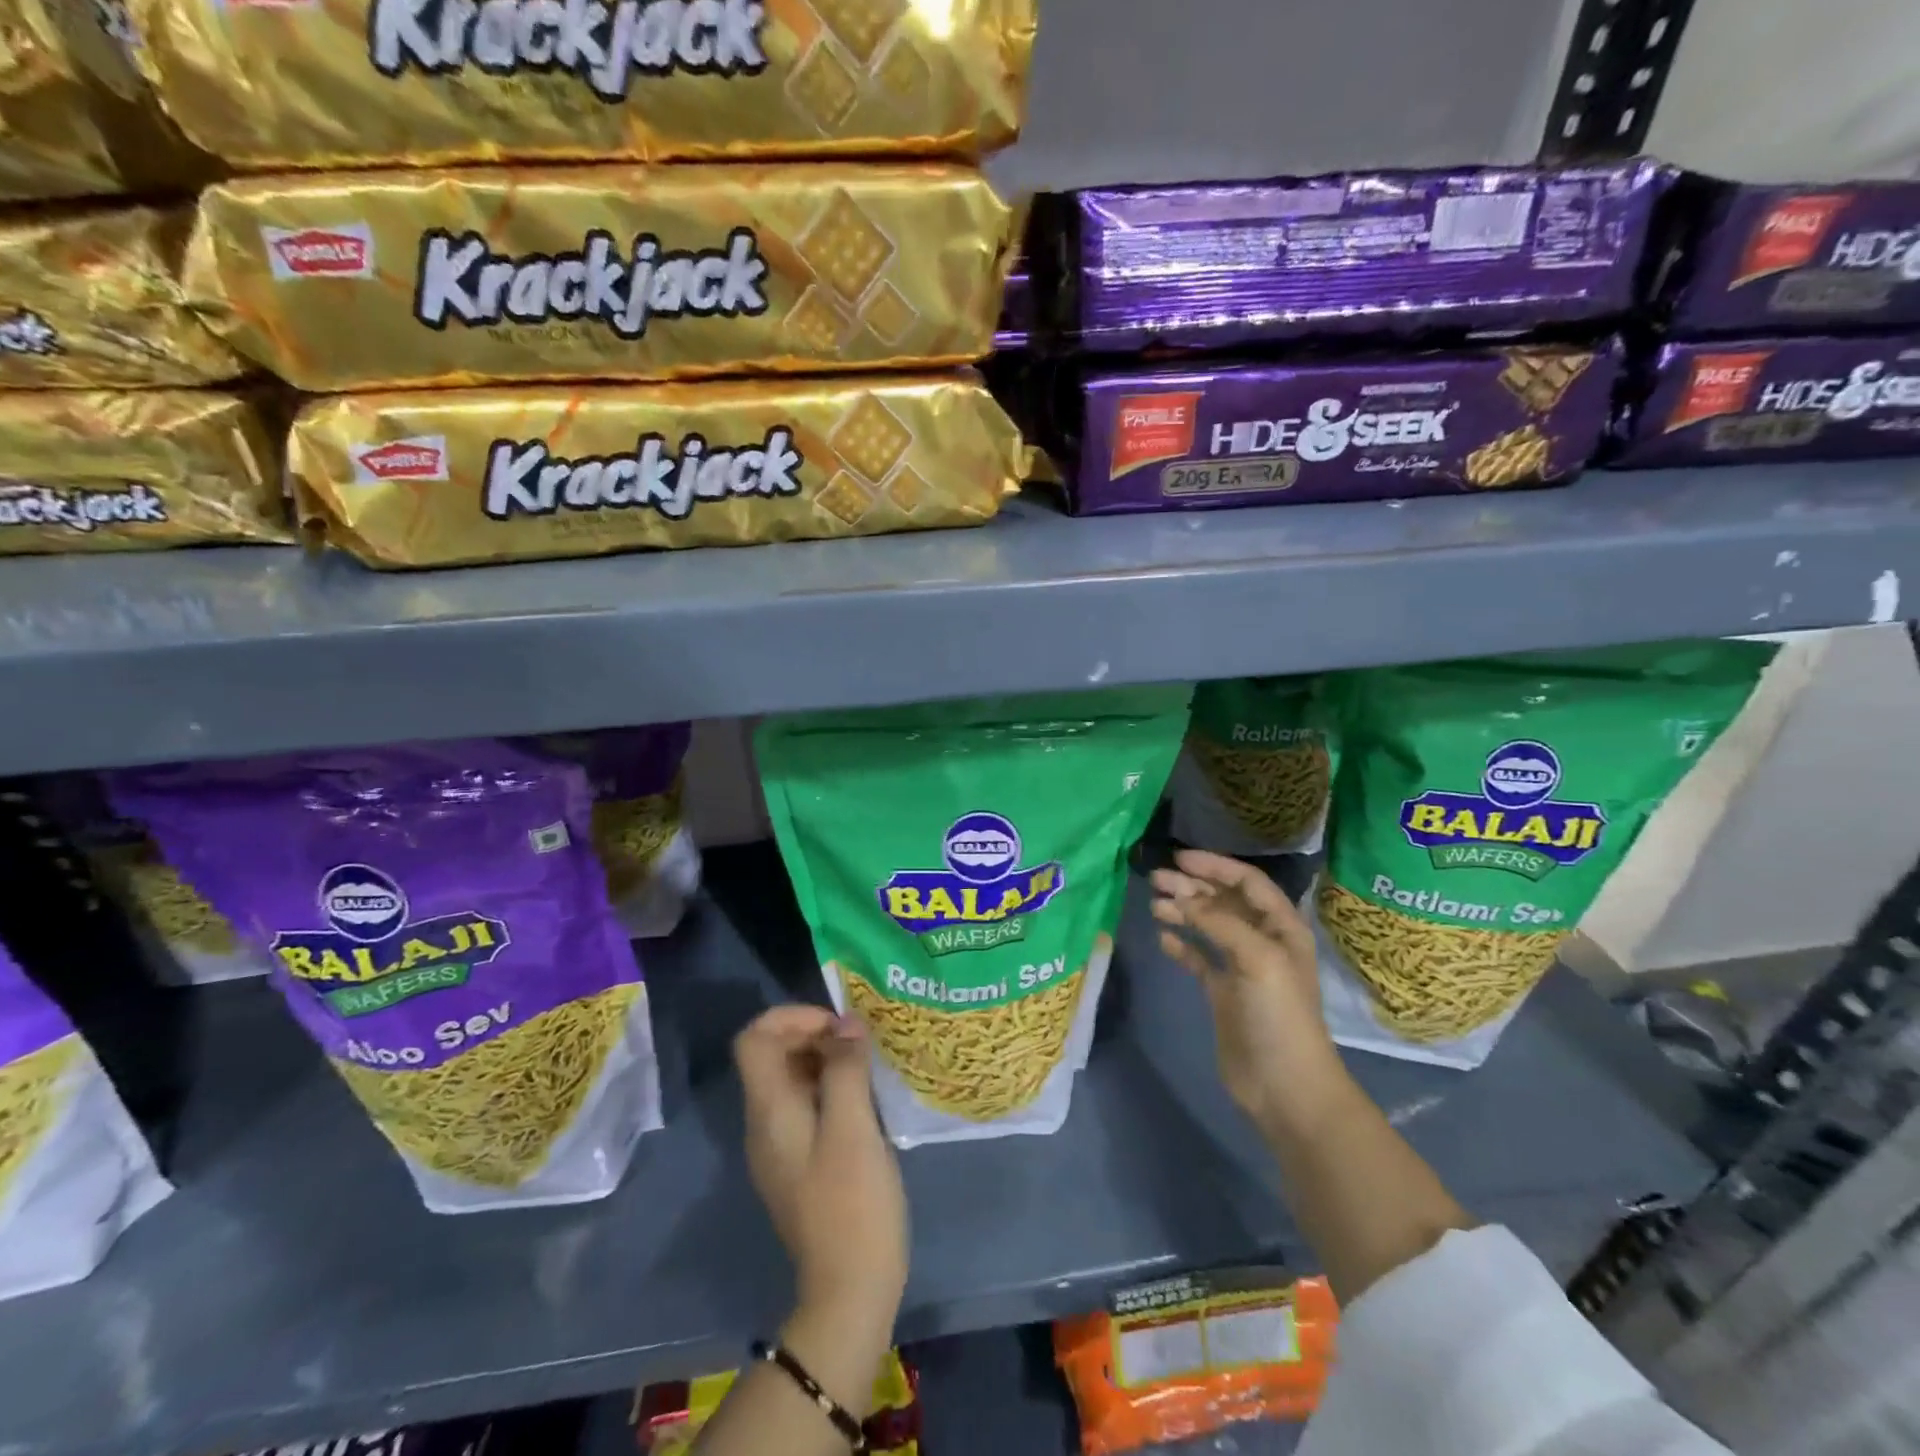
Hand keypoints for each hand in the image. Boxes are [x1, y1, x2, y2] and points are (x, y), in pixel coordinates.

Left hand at [734, 1006, 908, 1338]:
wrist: (849, 1289)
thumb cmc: (851, 1203)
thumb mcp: (853, 1127)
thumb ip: (846, 1069)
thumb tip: (846, 1025)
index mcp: (769, 1110)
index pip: (754, 1038)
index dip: (791, 1017)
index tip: (836, 1026)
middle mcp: (764, 1123)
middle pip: (772, 1055)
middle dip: (814, 1035)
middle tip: (859, 1044)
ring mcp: (780, 1145)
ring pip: (791, 1079)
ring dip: (826, 1060)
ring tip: (867, 1066)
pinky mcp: (800, 1162)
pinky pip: (806, 1105)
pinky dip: (830, 1087)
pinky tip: (865, 1100)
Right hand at [1150, 850, 1347, 1129]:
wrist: (1285, 1086)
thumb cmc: (1279, 1015)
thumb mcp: (1257, 959)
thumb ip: (1219, 922)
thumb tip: (1182, 897)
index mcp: (1282, 928)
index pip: (1247, 883)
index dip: (1215, 866)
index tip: (1179, 859)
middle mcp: (1262, 941)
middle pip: (1224, 902)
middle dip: (1192, 887)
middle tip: (1155, 880)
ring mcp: (1241, 968)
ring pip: (1208, 927)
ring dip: (1182, 912)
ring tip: (1154, 906)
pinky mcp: (1223, 993)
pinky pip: (1199, 958)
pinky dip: (1181, 946)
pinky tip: (1163, 939)